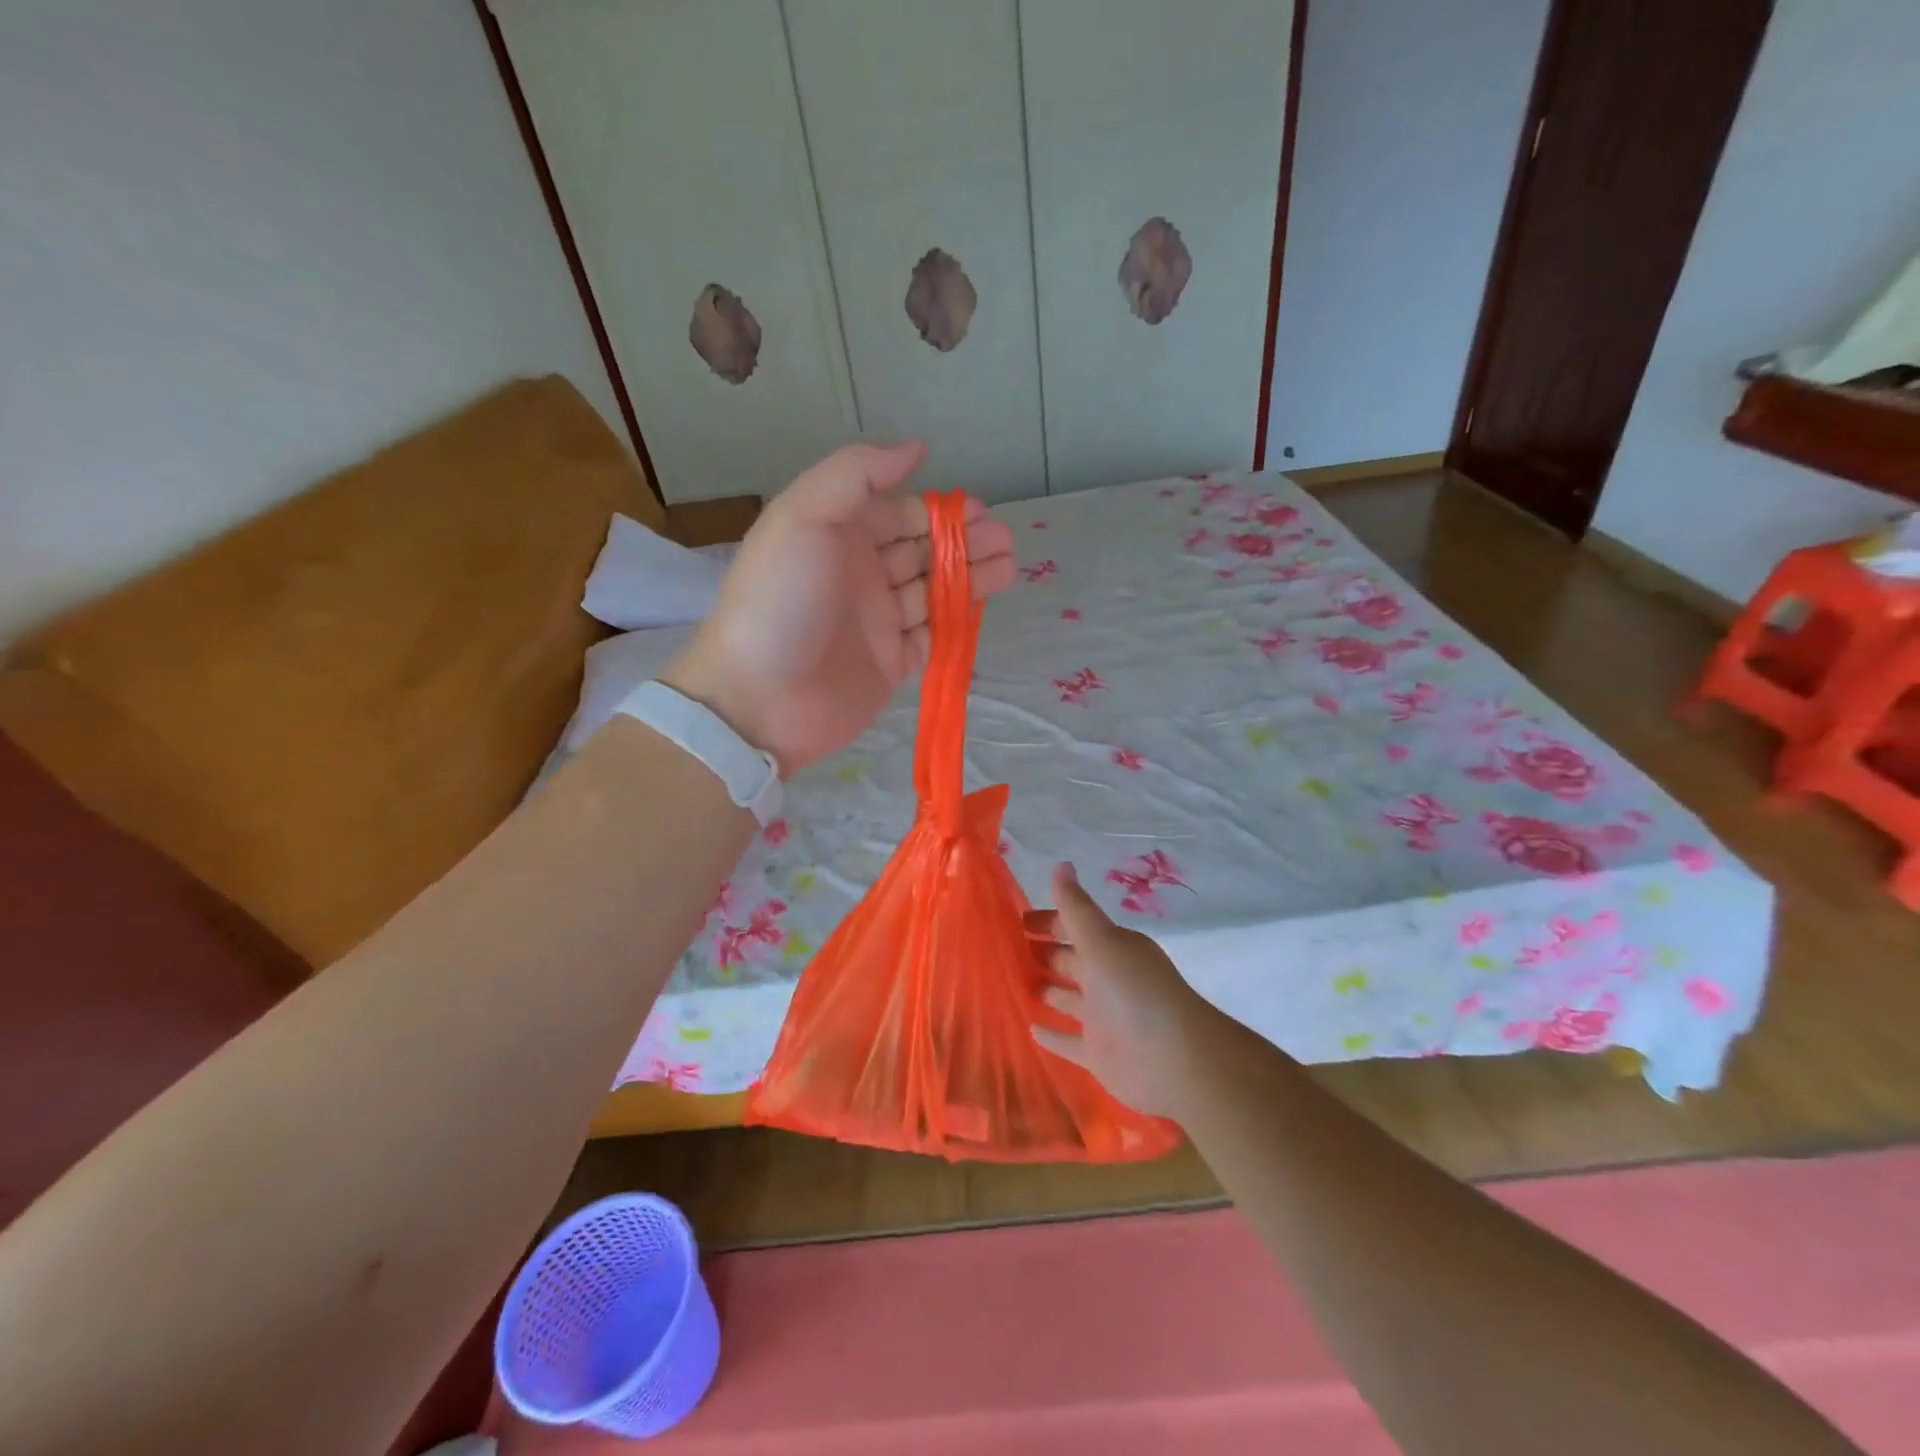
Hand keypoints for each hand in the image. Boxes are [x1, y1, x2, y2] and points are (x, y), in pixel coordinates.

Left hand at [662, 442, 1015, 773]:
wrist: (760, 698)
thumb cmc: (781, 600)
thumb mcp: (803, 516)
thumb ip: (856, 474)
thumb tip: (916, 449)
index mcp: (837, 535)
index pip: (897, 512)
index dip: (938, 511)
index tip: (978, 513)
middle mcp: (859, 574)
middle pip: (922, 550)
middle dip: (964, 542)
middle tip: (1005, 541)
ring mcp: (877, 621)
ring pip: (933, 591)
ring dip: (971, 577)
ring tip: (1009, 568)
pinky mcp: (891, 663)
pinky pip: (933, 635)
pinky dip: (958, 621)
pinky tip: (983, 607)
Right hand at [1025, 862, 1223, 1118]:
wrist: (1175, 1061)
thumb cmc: (1135, 992)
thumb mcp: (1102, 941)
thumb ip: (1076, 908)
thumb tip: (1062, 863)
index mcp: (1111, 949)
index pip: (1074, 927)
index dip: (1048, 921)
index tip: (1015, 920)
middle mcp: (1107, 980)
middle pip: (1070, 961)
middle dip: (1043, 953)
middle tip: (1004, 949)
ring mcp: (1103, 1018)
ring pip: (1067, 999)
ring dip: (1045, 990)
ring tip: (1008, 983)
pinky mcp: (1099, 1054)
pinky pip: (1069, 1041)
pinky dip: (1052, 1035)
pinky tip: (1029, 1028)